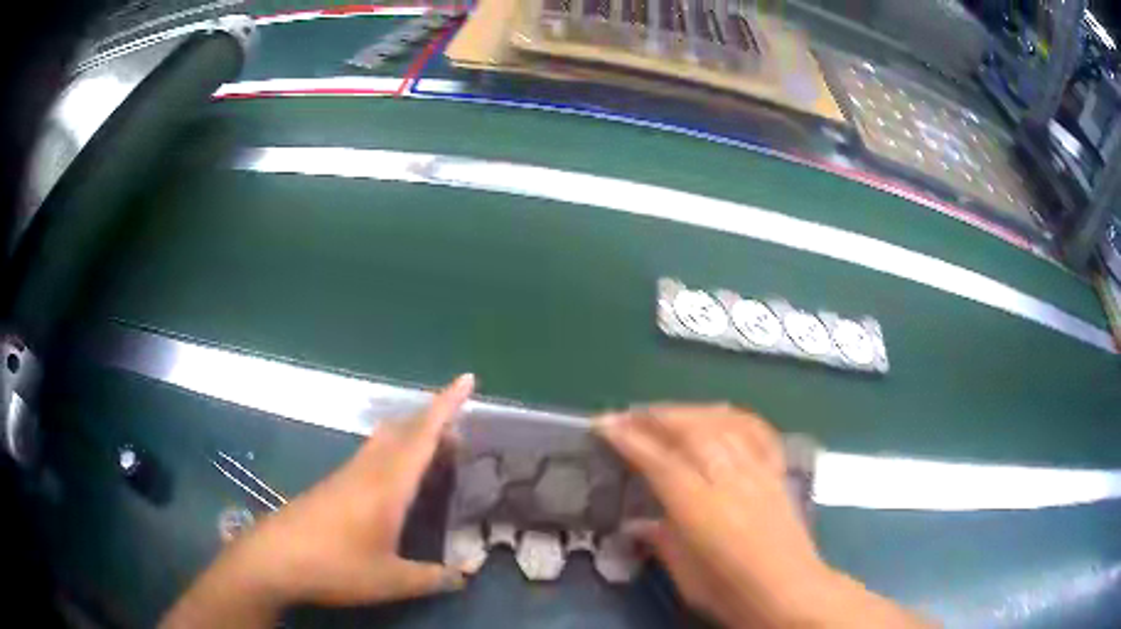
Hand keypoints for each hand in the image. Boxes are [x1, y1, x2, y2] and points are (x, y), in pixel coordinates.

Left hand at [162, 374, 474, 627]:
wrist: (274, 559)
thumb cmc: (335, 565)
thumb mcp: (390, 580)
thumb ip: (432, 578)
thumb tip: (465, 577)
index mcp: (388, 484)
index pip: (423, 435)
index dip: (446, 405)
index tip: (467, 379)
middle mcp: (368, 470)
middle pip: (403, 430)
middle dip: (433, 422)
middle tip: (460, 436)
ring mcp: (346, 475)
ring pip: (385, 441)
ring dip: (412, 439)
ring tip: (435, 458)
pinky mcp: (332, 486)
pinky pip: (371, 458)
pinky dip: (393, 457)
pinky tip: (396, 487)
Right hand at [597, 405, 930, 628]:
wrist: (789, 592)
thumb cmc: (731, 592)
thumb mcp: (684, 576)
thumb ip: (660, 542)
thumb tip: (636, 525)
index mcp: (700, 508)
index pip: (659, 461)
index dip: (628, 439)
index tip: (604, 424)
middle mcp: (730, 480)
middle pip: (691, 430)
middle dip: (654, 415)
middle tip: (628, 415)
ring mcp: (757, 471)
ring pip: (722, 423)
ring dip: (689, 410)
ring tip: (666, 412)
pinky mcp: (776, 472)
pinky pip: (755, 431)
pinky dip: (732, 416)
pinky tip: (719, 415)